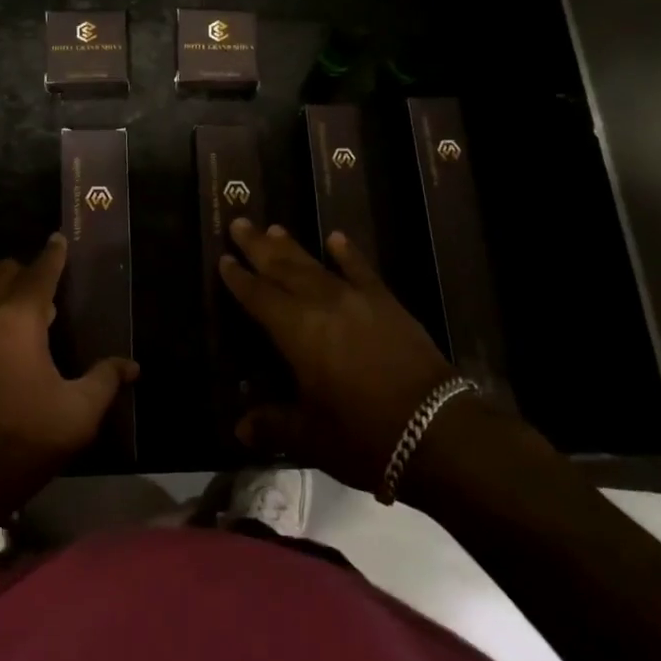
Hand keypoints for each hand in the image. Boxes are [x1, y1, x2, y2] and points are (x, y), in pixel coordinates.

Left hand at [0, 234, 137, 539]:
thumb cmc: (18, 445)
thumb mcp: (76, 417)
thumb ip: (105, 380)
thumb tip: (130, 365)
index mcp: (16, 319)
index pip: (39, 271)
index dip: (54, 254)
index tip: (62, 239)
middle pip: (5, 272)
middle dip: (30, 272)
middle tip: (56, 293)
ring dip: (10, 294)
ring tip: (38, 322)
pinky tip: (12, 347)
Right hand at [220, 218, 474, 493]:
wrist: (437, 430)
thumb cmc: (364, 435)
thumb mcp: (310, 437)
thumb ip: (273, 425)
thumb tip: (239, 429)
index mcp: (296, 331)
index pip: (258, 297)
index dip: (238, 278)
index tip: (223, 258)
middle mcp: (321, 305)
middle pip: (283, 269)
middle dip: (259, 246)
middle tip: (241, 223)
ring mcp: (357, 300)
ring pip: (316, 265)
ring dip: (293, 247)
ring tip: (275, 227)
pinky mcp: (387, 304)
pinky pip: (362, 270)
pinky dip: (348, 253)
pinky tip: (336, 238)